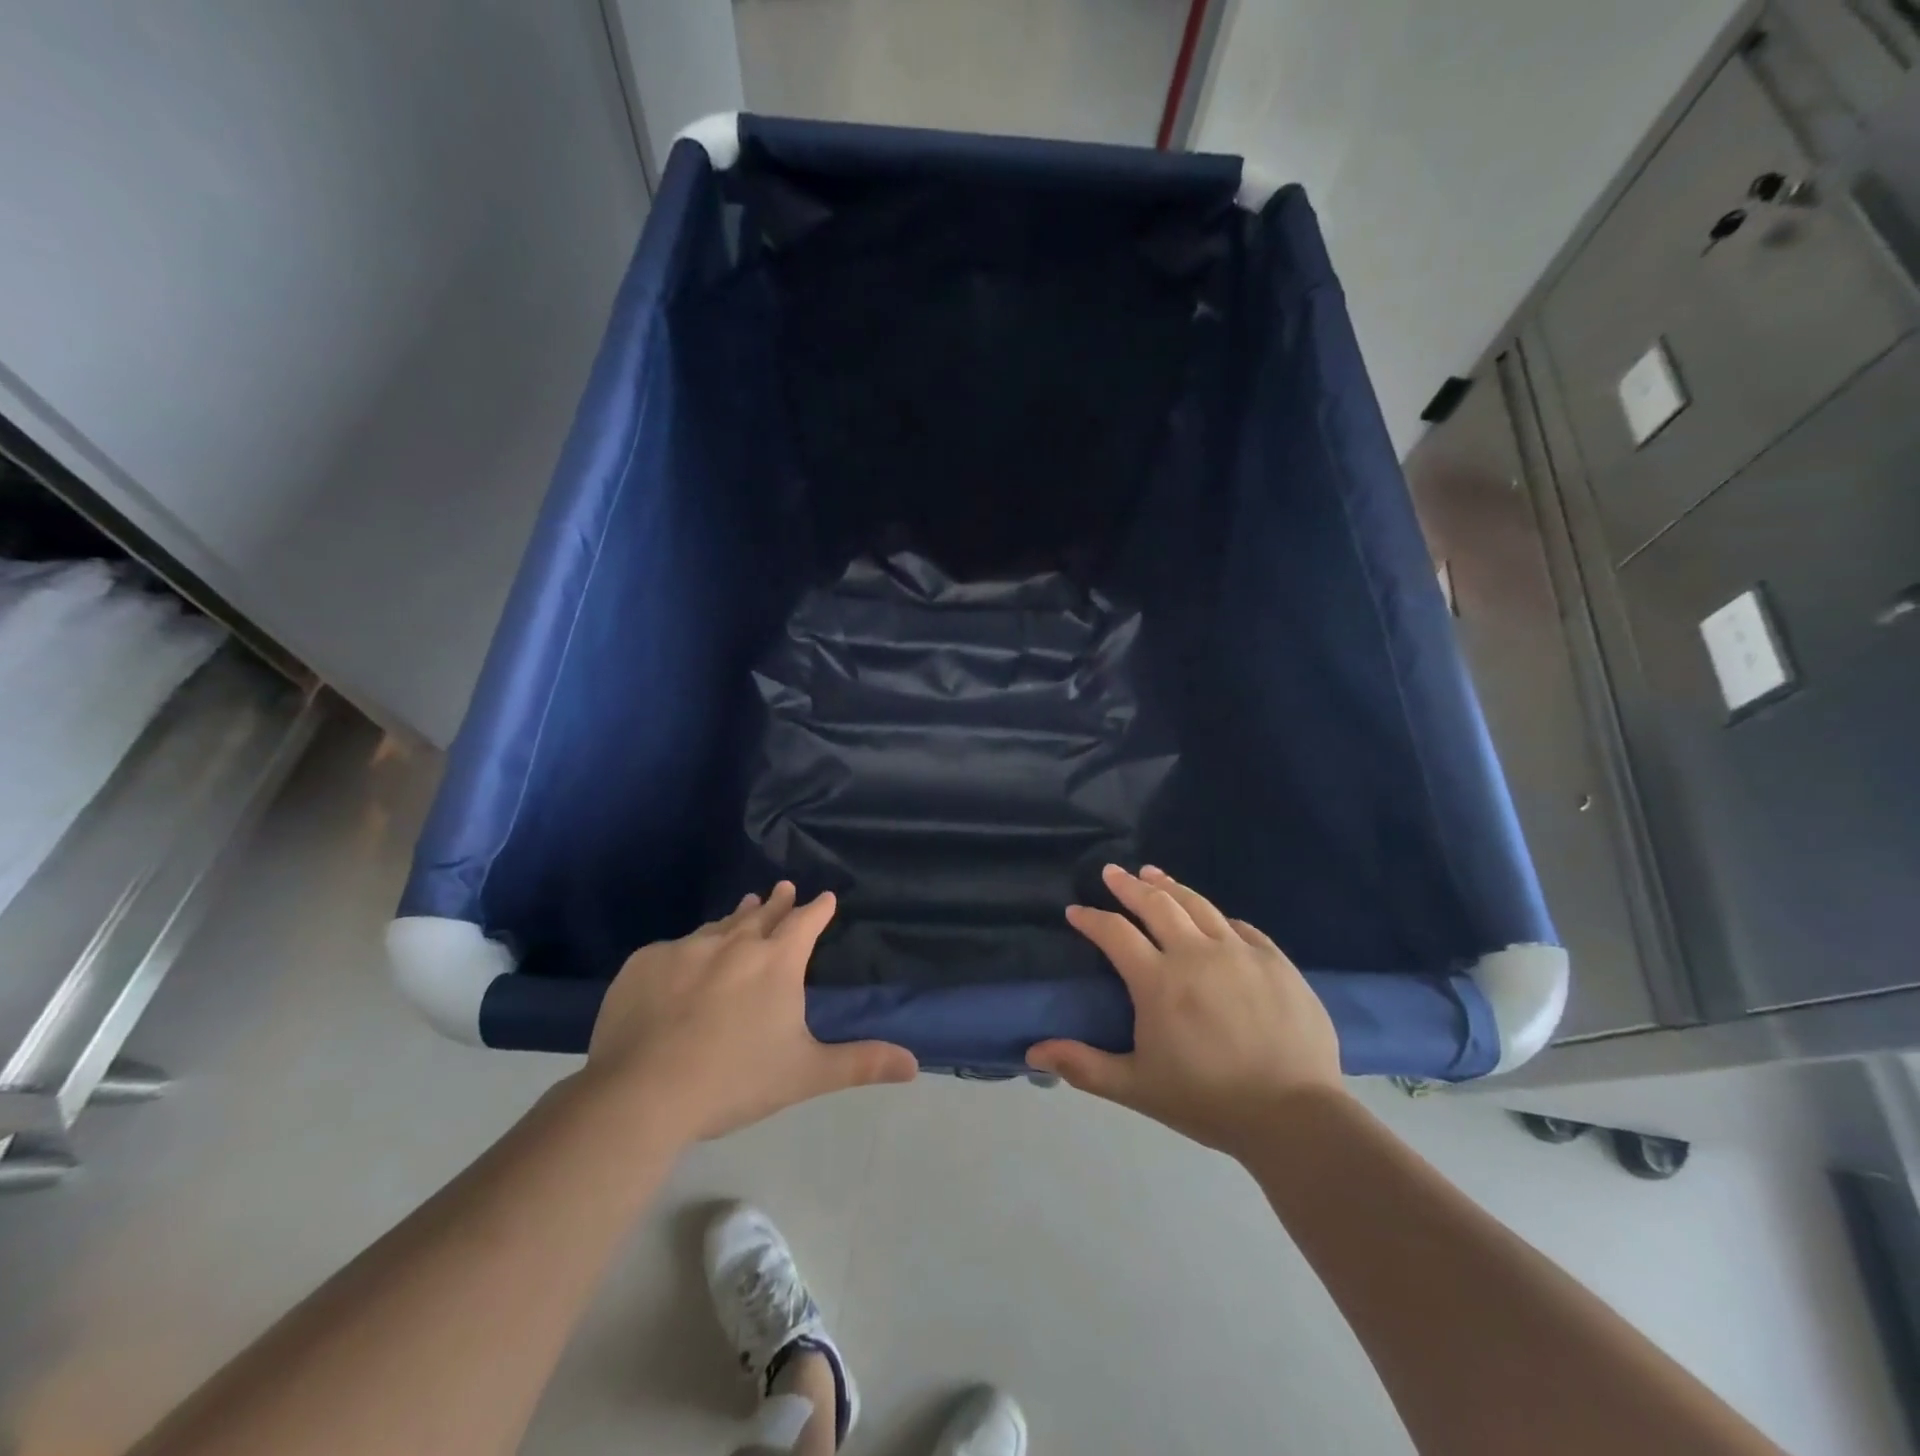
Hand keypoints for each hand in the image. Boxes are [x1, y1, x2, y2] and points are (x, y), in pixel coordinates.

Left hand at [582, 883, 917, 1140]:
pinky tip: (685, 961)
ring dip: (736, 917)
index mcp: (776, 962)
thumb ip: (860, 1063)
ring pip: (719, 926)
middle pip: (762, 914)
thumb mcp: (806, 1074)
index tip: (825, 897)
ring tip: (744, 906)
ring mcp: (686, 949)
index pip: (805, 923)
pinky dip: (690, 950)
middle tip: (783, 888)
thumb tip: (914, 1064)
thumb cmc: (735, 1080)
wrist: (642, 1093)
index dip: (817, 910)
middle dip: (777, 902)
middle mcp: (734, 943)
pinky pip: (675, 948)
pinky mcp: (646, 963)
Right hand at [1027, 865, 1344, 1155]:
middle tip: (1111, 872)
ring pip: (1198, 904)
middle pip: (1155, 904)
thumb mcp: (1136, 1087)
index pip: (1114, 933)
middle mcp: (1195, 953)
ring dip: (1170, 886)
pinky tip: (1212, 915)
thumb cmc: (1208, 1101)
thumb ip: (1083, 1066)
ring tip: (1153, 874)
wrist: (1295, 1116)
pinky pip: (1240, 926)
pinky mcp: (1275, 960)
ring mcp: (1239, 952)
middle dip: (1127, 885)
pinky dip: (1217, 916)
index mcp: (1158, 981)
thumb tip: (1032, 1052)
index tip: (1076, 910)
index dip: (1091, 918)